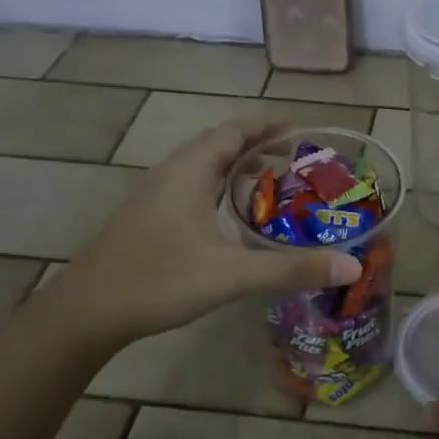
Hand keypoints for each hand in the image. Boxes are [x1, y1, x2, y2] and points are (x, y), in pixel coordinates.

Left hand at [53, 117, 361, 345]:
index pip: (234, 131)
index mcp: (190, 170)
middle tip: (296, 161)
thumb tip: (352, 265)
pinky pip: (192, 188)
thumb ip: (292, 269)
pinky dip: (219, 190)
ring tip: (272, 184)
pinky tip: (231, 219)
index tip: (300, 130)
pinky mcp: (148, 219)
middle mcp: (171, 173)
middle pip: (219, 145)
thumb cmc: (158, 280)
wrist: (86, 312)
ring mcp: (154, 196)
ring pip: (203, 169)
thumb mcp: (231, 274)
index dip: (267, 126)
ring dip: (237, 169)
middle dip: (258, 147)